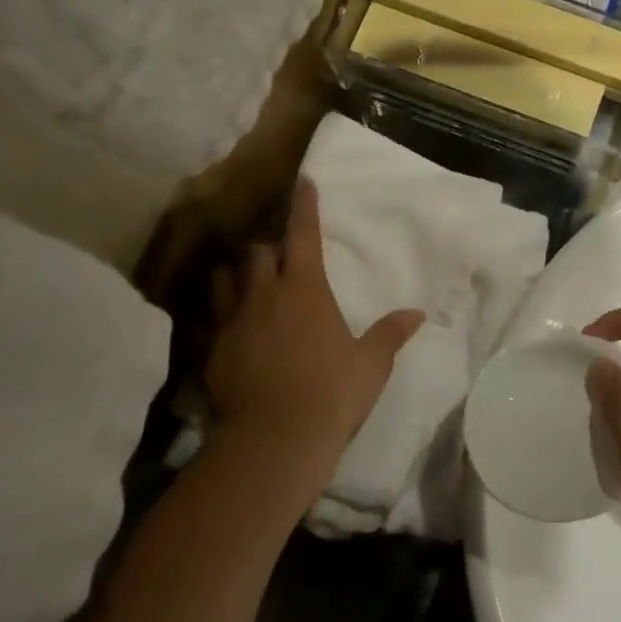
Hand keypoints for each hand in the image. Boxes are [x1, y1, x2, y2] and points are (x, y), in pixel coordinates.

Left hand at [202, 179, 422, 523]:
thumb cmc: (332, 394)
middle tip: (275, 258)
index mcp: (306, 291)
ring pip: (222, 279)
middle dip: (265, 249)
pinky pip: (203, 320)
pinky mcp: (208, 351)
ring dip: (233, 276)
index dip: (304, 207)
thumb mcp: (371, 364)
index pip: (304, 236)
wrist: (274, 439)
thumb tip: (417, 314)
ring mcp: (231, 322)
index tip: (302, 182)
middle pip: (255, 253)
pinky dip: (211, 315)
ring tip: (242, 283)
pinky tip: (217, 325)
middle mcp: (264, 296)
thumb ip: (391, 334)